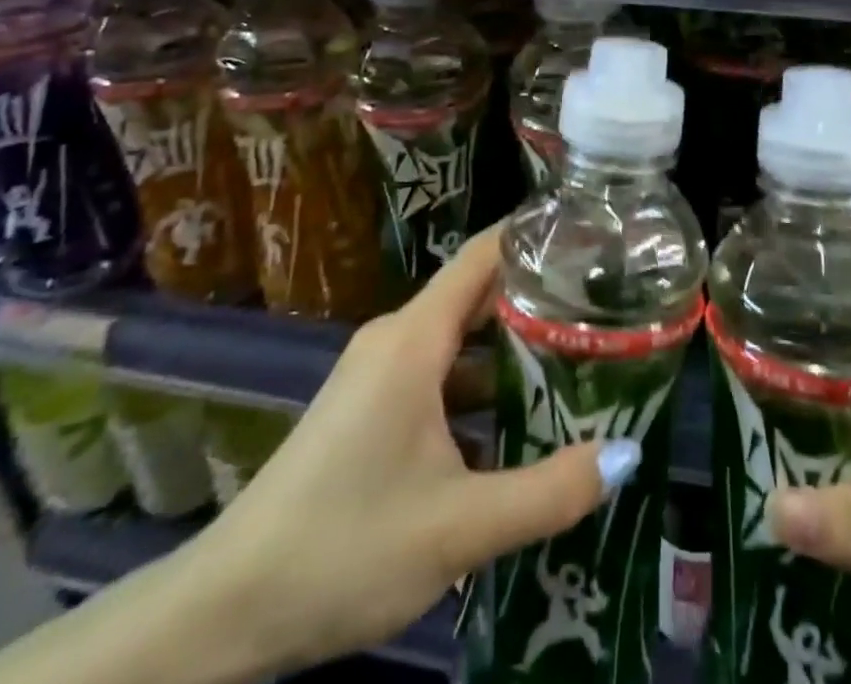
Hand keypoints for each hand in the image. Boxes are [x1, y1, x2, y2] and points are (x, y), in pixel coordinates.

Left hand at [179, 226, 641, 674]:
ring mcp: (378, 375)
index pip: (484, 253)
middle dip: (539, 297)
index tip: (592, 235)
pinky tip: (518, 425)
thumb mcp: (459, 527)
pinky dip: (481, 388)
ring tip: (579, 361)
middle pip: (478, 295)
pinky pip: (438, 376)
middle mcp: (396, 339)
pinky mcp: (368, 409)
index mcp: (414, 338)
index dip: (536, 235)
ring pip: (460, 342)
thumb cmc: (343, 548)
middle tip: (604, 305)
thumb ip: (549, 492)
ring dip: (513, 351)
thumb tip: (627, 453)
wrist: (223, 615)